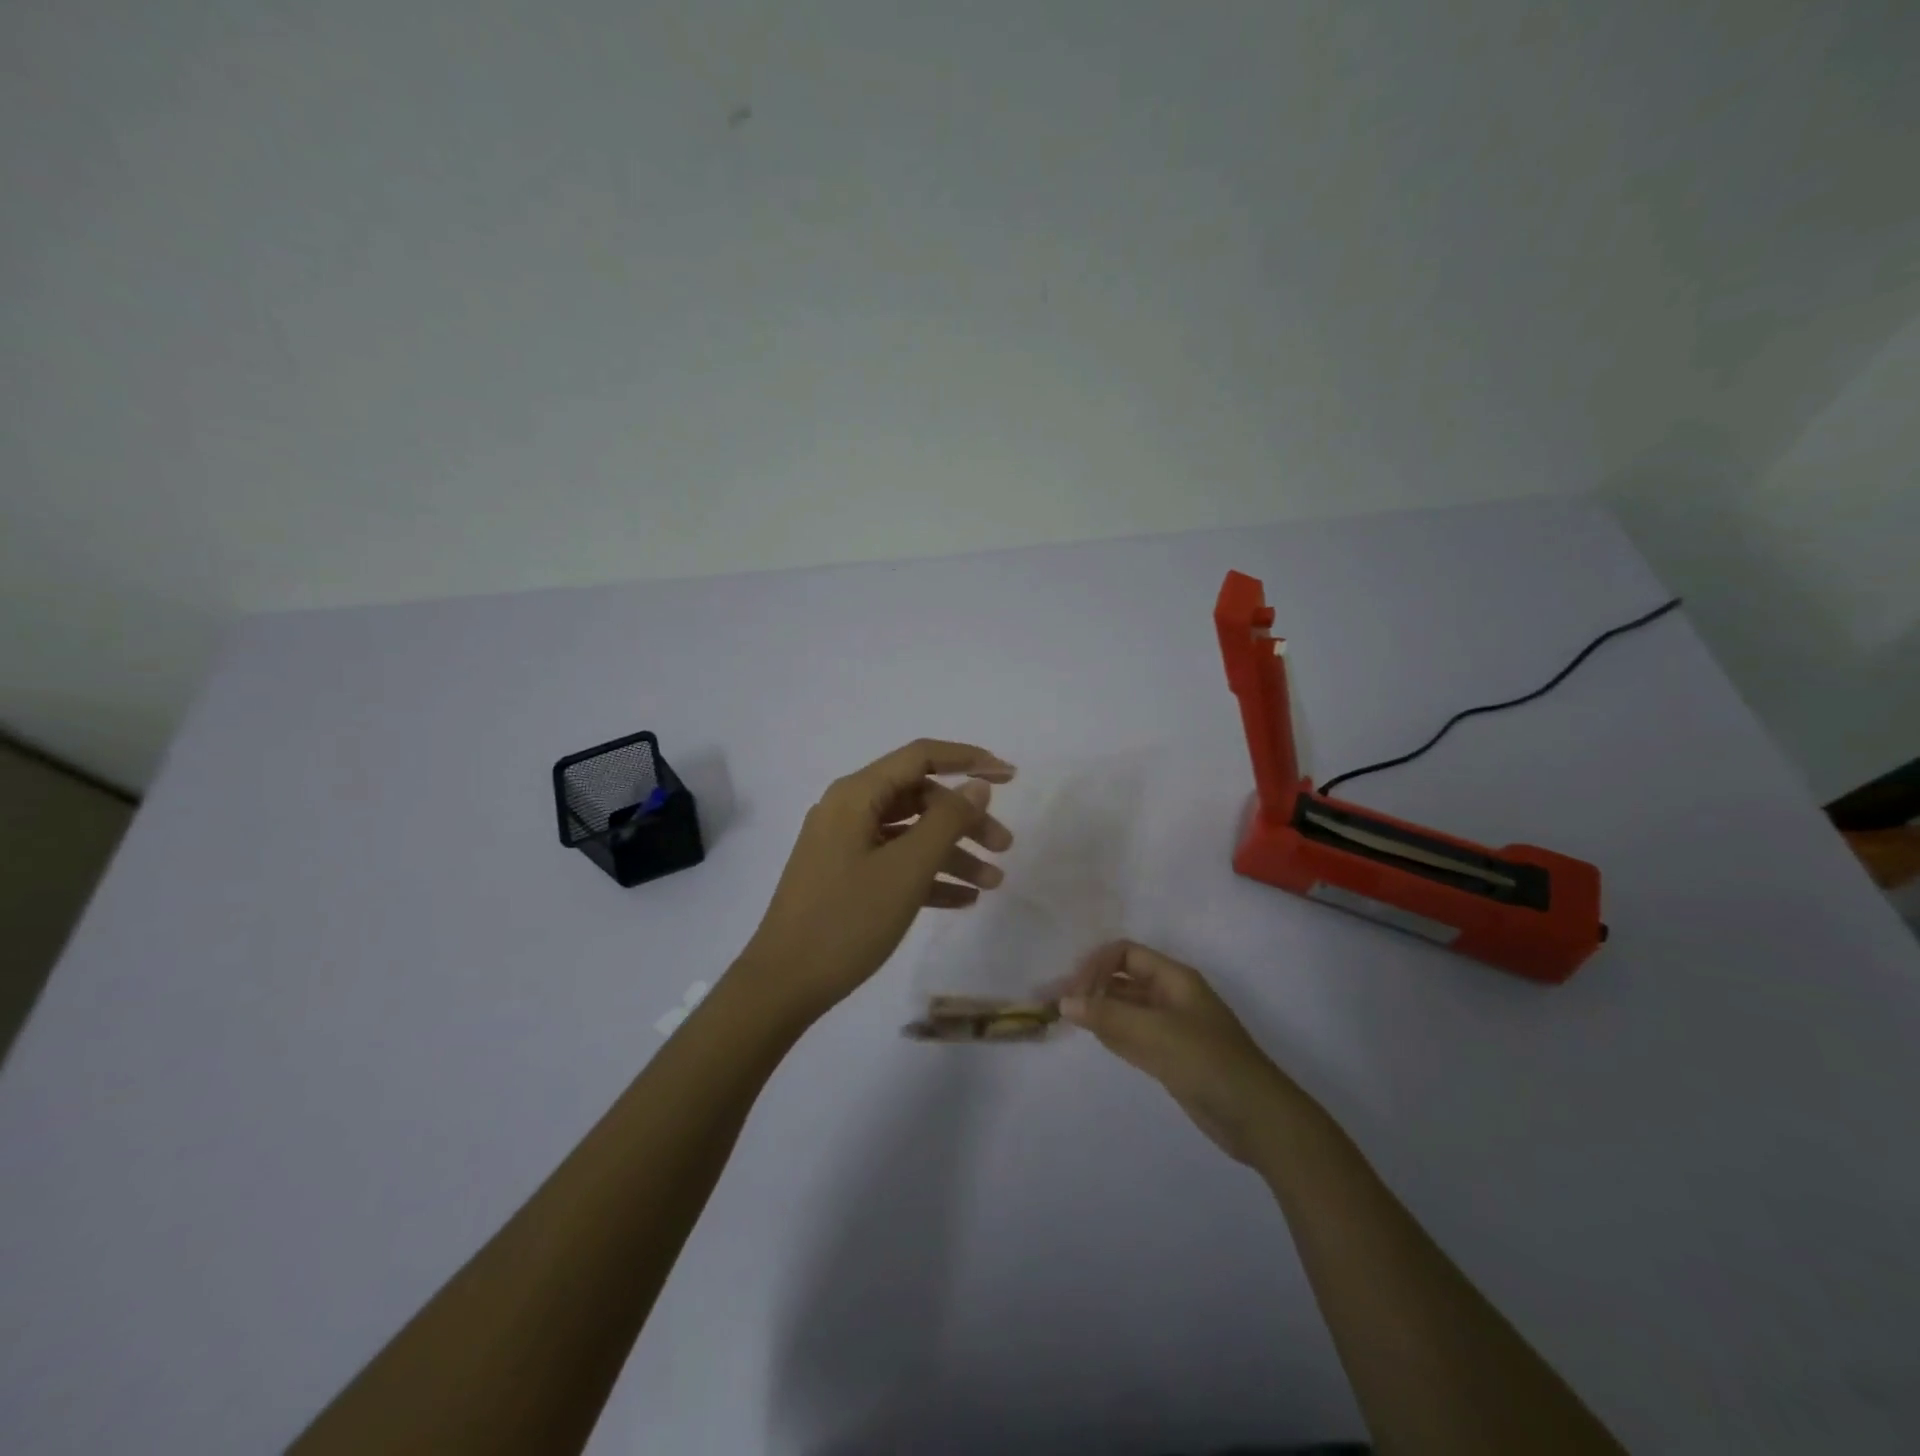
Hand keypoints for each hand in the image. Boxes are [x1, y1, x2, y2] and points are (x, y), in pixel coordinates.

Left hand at [736, 740, 1015, 1024]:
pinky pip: (894, 863)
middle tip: (1005, 847)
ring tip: (994, 883)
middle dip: (966, 819)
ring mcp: (844, 845)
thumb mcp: (906, 869)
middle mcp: (848, 810)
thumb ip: (947, 821)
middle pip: (919, 798)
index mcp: (856, 795)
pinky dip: (928, 875)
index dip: (968, 759)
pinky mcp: (844, 877)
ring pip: (910, 834)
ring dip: (953, 853)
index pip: (921, 757)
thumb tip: (977, 785)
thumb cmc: (847, 920)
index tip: (1010, 776)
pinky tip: (964, 900)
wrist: (783, 985)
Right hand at [1060, 941, 1298, 1164]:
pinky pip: (1133, 1034)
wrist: (1256, 1118)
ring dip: (1098, 1009)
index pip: (1124, 954)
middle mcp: (1170, 996)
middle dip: (1091, 986)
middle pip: (1123, 979)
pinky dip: (1112, 1032)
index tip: (1073, 991)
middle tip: (1057, 1004)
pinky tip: (1093, 1036)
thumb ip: (1108, 1015)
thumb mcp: (1155, 1032)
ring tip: (1065, 1018)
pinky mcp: (1170, 1056)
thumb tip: (1064, 1001)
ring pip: (1125, 1008)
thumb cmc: (1208, 1062)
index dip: (1096, 965)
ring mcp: (1170, 1027)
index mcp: (1174, 978)